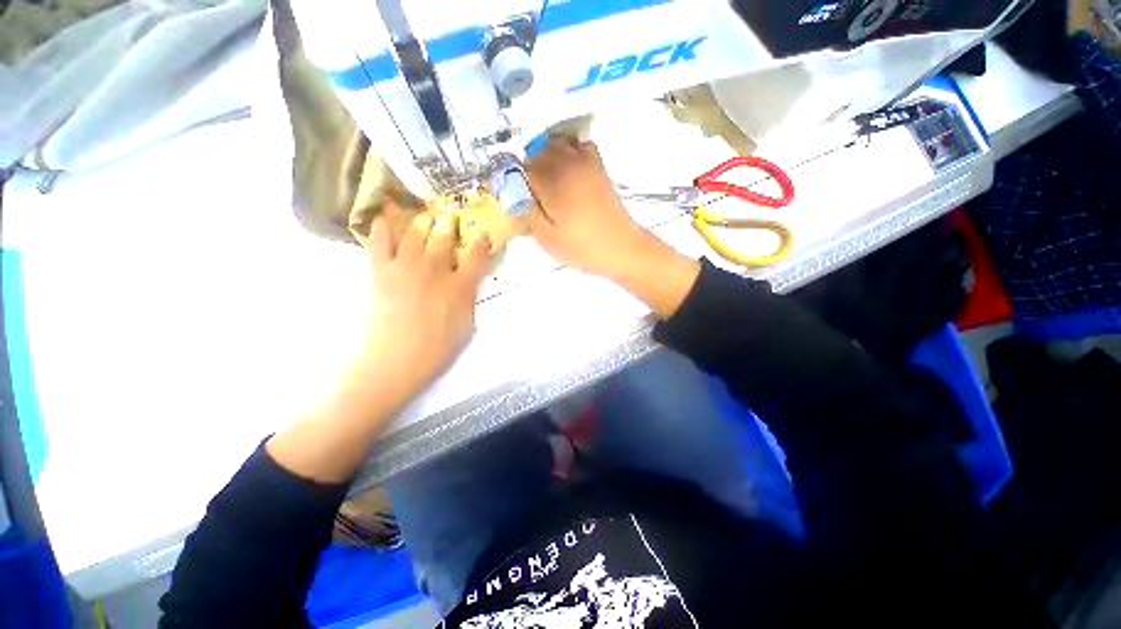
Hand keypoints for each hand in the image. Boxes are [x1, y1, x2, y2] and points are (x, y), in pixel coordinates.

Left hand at [356, 205, 493, 399]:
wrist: (396, 361)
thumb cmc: (439, 349)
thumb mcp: (468, 326)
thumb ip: (470, 299)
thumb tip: (469, 282)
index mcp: (461, 286)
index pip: (477, 255)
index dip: (481, 240)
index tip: (483, 233)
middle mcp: (436, 270)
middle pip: (444, 236)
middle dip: (450, 223)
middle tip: (450, 216)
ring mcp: (406, 267)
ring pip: (415, 232)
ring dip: (422, 221)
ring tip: (425, 216)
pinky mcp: (380, 271)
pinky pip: (379, 242)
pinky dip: (381, 228)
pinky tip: (384, 219)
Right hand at [527, 138, 700, 317]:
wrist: (621, 247)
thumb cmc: (582, 247)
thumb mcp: (547, 238)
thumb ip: (526, 213)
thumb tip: (513, 195)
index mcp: (551, 183)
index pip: (522, 168)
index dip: (516, 181)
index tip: (520, 198)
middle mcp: (566, 165)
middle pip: (537, 152)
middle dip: (530, 168)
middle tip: (534, 193)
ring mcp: (585, 162)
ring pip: (557, 144)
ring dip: (548, 156)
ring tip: (550, 181)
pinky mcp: (599, 167)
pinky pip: (581, 145)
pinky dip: (571, 150)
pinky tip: (570, 170)